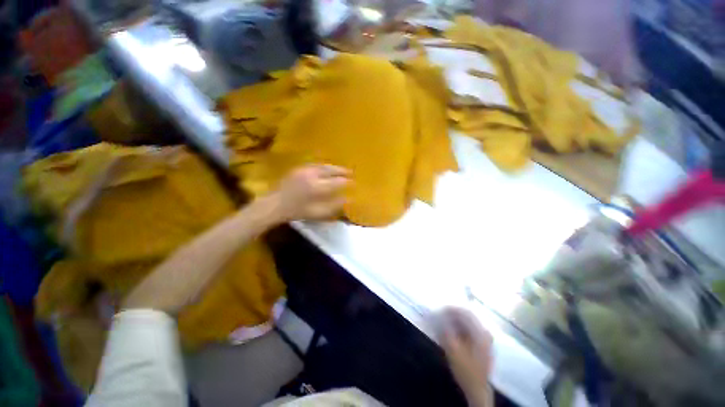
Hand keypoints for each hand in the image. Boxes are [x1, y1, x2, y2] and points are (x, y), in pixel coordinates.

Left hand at [268, 164, 350, 221]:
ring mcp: (304, 170)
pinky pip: (315, 164)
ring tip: (341, 169)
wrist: (275, 204)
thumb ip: (334, 206)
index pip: (337, 182)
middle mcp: (312, 175)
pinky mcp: (299, 168)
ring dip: (334, 167)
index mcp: (317, 187)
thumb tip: (348, 199)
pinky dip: (324, 166)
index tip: (354, 183)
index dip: (347, 182)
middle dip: (342, 171)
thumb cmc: (297, 211)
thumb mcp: (317, 213)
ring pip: (323, 165)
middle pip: (331, 170)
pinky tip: (327, 168)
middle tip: (350, 172)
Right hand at [438, 307, 493, 406]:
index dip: (451, 309)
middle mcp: (484, 333)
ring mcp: (484, 339)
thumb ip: (445, 330)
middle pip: (467, 317)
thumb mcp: (452, 349)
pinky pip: (468, 331)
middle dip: (452, 315)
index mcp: (480, 332)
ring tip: (442, 322)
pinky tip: (450, 331)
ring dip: (454, 321)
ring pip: (467, 324)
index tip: (439, 309)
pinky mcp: (481, 345)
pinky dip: (458, 329)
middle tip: (439, 315)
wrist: (477, 390)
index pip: (465, 313)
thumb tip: (438, 315)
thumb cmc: (466, 370)